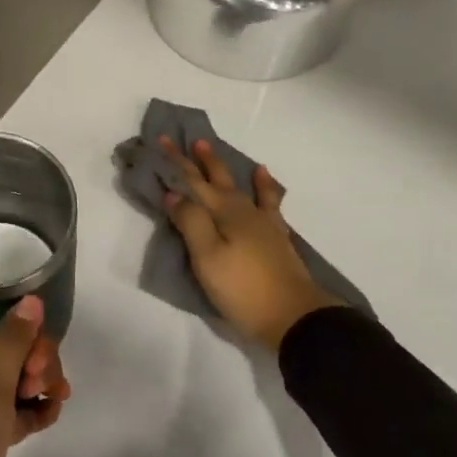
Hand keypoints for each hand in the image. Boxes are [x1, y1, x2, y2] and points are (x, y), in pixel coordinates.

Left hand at [0, 296, 69, 456]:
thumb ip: (12, 342)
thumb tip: (30, 298)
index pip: (2, 326)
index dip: (28, 337)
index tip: (39, 363)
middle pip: (12, 352)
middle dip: (37, 364)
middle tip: (45, 389)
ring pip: (14, 383)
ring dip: (39, 387)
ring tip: (53, 407)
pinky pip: (10, 412)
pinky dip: (30, 412)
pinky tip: (47, 421)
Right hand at [159, 137, 344, 351]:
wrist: (294, 316)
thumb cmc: (243, 289)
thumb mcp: (207, 258)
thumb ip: (190, 222)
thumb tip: (174, 192)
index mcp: (224, 213)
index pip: (193, 182)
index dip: (177, 162)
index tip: (162, 141)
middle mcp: (244, 211)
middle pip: (218, 180)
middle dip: (201, 161)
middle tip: (190, 140)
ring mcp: (263, 224)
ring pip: (242, 187)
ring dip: (227, 169)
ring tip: (217, 152)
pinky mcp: (276, 238)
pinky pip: (269, 202)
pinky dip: (265, 187)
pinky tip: (264, 179)